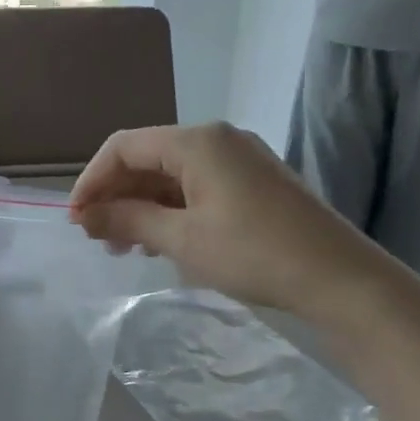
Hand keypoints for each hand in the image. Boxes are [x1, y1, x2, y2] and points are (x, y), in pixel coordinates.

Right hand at [69, 123, 412, 330]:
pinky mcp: (254, 182)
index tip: (76, 220)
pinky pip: (197, 186)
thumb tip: (85, 215)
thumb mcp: (182, 239)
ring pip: (171, 174)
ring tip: (125, 246)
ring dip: (141, 205)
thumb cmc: (255, 254)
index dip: (93, 180)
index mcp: (197, 141)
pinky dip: (171, 209)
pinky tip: (161, 240)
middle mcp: (217, 139)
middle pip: (148, 157)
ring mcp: (240, 159)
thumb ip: (128, 220)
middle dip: (116, 195)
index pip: (124, 147)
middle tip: (99, 238)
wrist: (343, 281)